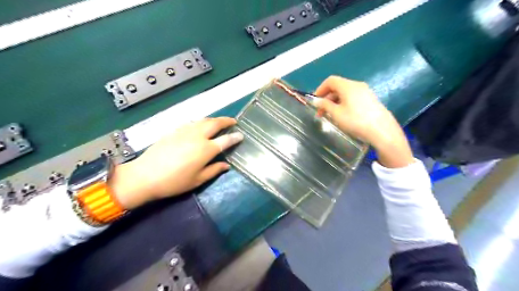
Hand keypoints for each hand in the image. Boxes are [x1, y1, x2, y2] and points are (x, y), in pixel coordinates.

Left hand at [108, 117, 245, 209]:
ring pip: (203, 120)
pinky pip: (192, 122)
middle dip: (226, 120)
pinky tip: (200, 126)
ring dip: (214, 119)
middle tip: (233, 121)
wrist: (144, 176)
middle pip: (215, 123)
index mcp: (206, 149)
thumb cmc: (174, 182)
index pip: (225, 140)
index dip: (235, 137)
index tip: (241, 135)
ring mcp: (185, 131)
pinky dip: (200, 122)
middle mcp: (197, 136)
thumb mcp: (198, 180)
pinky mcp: (174, 130)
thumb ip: (214, 170)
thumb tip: (226, 165)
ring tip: (219, 122)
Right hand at [312, 76, 413, 167]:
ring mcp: (365, 92)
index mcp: (348, 86)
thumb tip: (316, 101)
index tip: (315, 101)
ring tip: (330, 115)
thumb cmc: (356, 121)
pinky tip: (343, 115)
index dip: (320, 89)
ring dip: (334, 102)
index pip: (330, 80)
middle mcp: (357, 85)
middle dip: (326, 98)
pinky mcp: (370, 100)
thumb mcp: (336, 113)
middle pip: (338, 86)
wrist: (381, 130)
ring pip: (345, 93)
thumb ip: (324, 105)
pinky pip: (352, 98)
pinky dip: (344, 103)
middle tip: (320, 112)